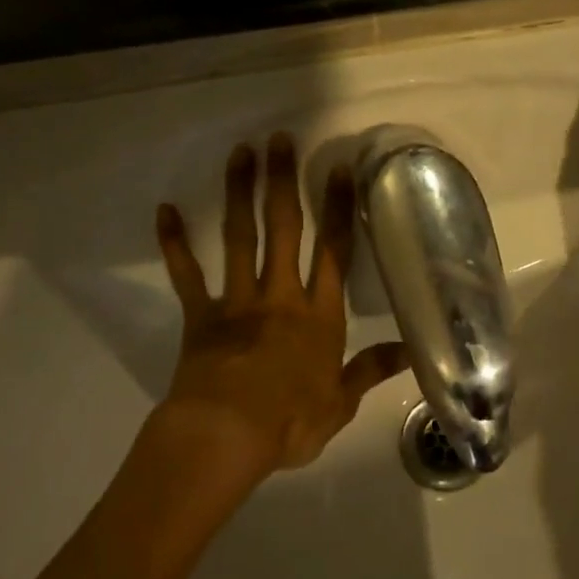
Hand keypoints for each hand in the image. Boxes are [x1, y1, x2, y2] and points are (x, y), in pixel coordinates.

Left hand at [155, 135, 405, 476]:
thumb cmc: (288, 423)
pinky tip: (164, 210)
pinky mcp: (200, 316)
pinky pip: (186, 275)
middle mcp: (281, 295)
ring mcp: (238, 301)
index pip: (334, 250)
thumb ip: (371, 370)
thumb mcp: (340, 404)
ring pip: (240, 238)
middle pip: (284, 229)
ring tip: (240, 153)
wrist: (223, 439)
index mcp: (319, 314)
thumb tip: (413, 351)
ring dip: (239, 194)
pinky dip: (175, 243)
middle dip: (283, 181)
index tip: (339, 168)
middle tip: (281, 139)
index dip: (338, 207)